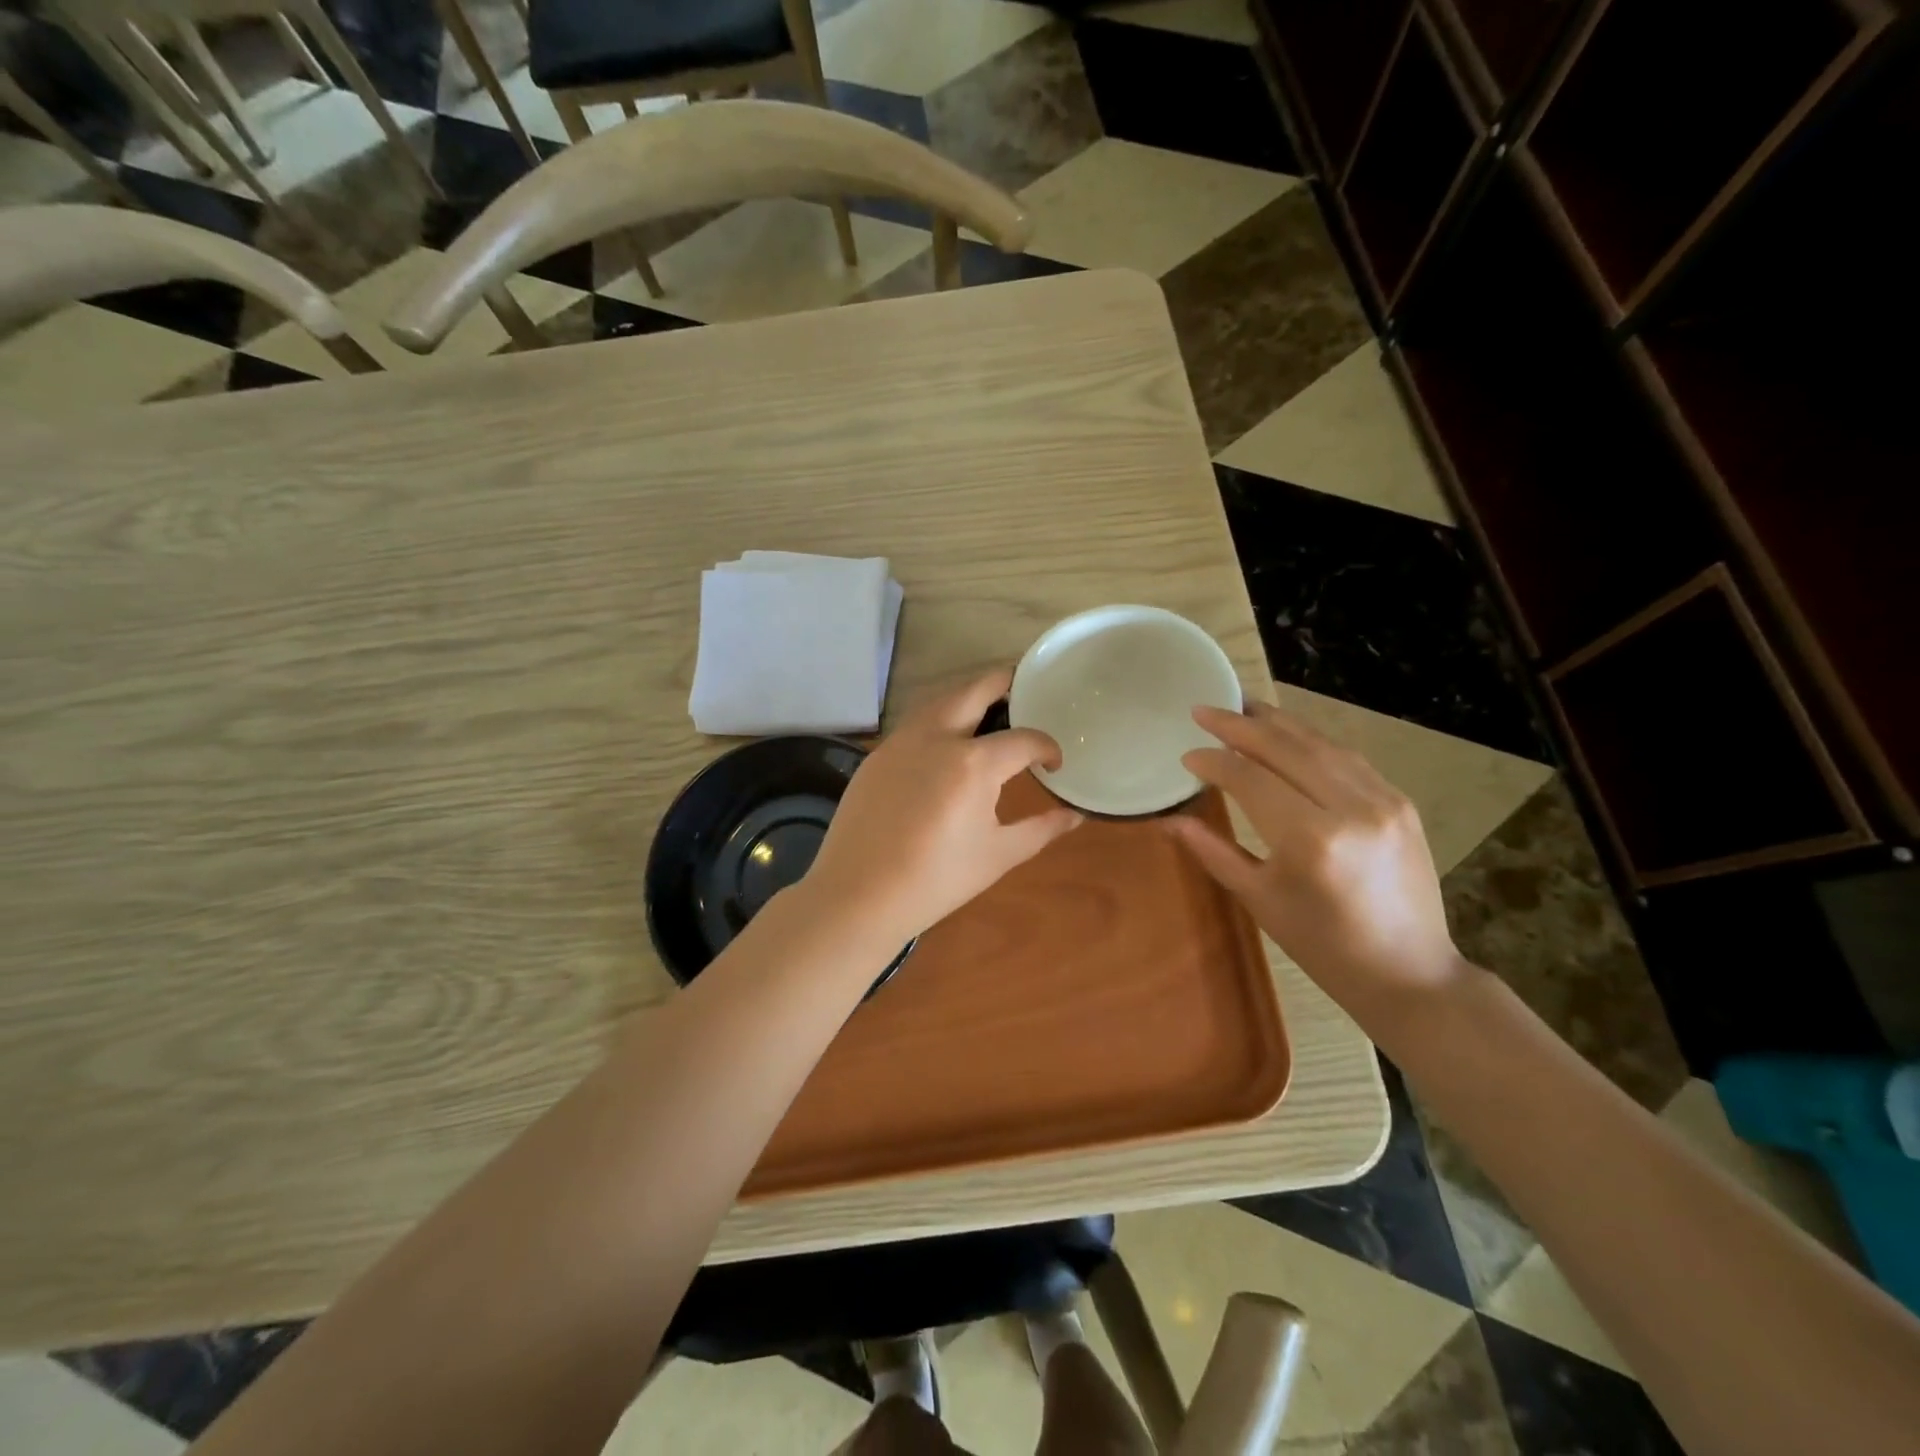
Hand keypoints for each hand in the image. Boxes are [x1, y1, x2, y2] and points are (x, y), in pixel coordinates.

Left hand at [805, 668, 1083, 943]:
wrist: (858, 895)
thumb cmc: (937, 880)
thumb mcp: (998, 855)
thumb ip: (1041, 829)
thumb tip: (1074, 815)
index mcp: (973, 762)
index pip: (1023, 739)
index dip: (1046, 748)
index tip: (1053, 764)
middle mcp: (936, 737)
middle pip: (975, 689)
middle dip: (1004, 683)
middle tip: (1022, 688)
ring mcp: (900, 742)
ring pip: (940, 701)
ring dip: (967, 697)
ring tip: (987, 711)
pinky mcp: (877, 756)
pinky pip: (914, 724)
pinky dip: (938, 720)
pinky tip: (944, 745)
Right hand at [1164, 701, 1467, 1025]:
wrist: (1408, 972)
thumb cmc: (1322, 945)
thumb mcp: (1260, 900)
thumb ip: (1214, 851)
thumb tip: (1171, 820)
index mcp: (1311, 840)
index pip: (1250, 779)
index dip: (1214, 762)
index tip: (1187, 754)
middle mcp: (1351, 808)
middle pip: (1285, 749)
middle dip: (1239, 725)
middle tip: (1204, 709)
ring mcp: (1383, 800)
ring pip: (1319, 744)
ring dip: (1276, 723)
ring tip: (1241, 707)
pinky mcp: (1400, 802)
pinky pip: (1346, 758)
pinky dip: (1311, 741)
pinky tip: (1288, 734)